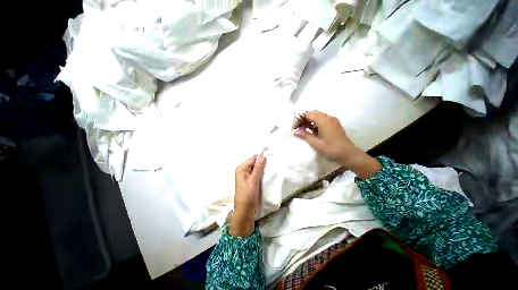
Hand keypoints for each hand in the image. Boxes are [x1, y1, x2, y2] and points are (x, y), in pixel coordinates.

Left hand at [229, 154, 266, 236]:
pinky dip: (261, 174)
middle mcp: (243, 170)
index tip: (271, 157)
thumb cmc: (248, 195)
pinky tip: (267, 175)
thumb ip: (259, 167)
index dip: (262, 157)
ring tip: (272, 169)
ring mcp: (247, 176)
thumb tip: (263, 155)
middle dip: (263, 163)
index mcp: (241, 168)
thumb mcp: (254, 180)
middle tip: (273, 164)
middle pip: (254, 163)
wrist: (245, 211)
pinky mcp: (250, 181)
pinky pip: (257, 174)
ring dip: (263, 169)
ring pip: (256, 169)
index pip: (253, 158)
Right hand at [293, 111, 380, 178]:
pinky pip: (322, 120)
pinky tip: (312, 131)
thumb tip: (295, 131)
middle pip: (312, 114)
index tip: (294, 128)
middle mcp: (328, 117)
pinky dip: (315, 124)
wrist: (348, 154)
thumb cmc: (331, 148)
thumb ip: (305, 135)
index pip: (307, 114)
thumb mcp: (315, 143)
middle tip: (298, 129)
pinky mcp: (334, 125)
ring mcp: (332, 120)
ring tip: (304, 131)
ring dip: (309, 122)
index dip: (299, 120)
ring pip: (317, 117)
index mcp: (323, 120)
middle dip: (303, 120)